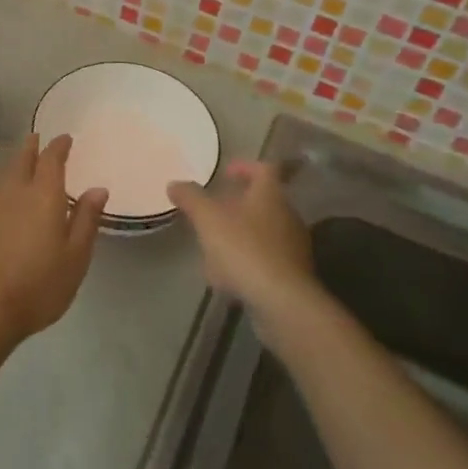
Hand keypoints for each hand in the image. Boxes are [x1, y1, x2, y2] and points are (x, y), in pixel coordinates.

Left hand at [0, 134, 106, 342]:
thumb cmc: (38, 284)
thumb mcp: (75, 257)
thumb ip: (86, 220)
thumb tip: (97, 189)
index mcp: (43, 195)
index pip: (51, 159)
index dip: (59, 146)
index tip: (65, 138)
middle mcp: (15, 192)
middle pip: (22, 160)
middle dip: (31, 147)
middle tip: (37, 138)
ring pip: (4, 174)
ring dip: (15, 162)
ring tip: (22, 160)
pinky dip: (3, 184)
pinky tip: (4, 195)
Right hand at [169, 160, 316, 317]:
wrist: (282, 301)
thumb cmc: (244, 249)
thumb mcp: (208, 219)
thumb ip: (191, 198)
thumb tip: (174, 183)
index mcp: (270, 195)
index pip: (264, 168)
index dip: (244, 167)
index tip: (226, 174)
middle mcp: (287, 215)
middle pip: (264, 201)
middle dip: (237, 204)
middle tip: (213, 210)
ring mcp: (293, 246)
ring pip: (264, 231)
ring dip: (240, 233)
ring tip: (214, 246)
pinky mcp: (293, 274)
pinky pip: (266, 258)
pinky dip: (247, 259)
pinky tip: (227, 275)